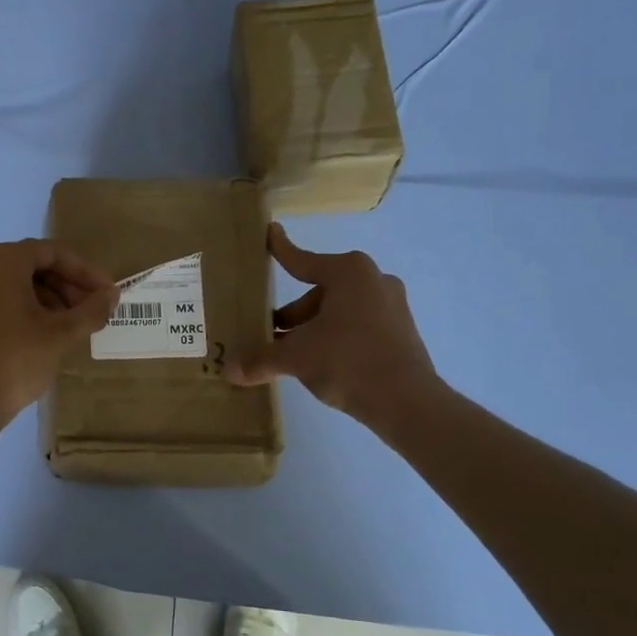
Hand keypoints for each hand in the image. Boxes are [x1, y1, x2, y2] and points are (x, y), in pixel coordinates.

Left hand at [0, 240, 117, 438]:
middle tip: (94, 311)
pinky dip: (30, 309)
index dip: (86, 272)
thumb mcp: (61, 334)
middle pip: (36, 265)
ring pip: (20, 283)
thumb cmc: (15, 359)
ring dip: (52, 299)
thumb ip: (92, 310)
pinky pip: (4, 298)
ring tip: (76, 326)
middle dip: (69, 286)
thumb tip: (112, 295)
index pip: (54, 253)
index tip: (108, 294)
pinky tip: (49, 334)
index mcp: (3, 260)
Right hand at [228, 224, 440, 431]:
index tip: (270, 233)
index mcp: (348, 272)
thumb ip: (261, 359)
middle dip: (292, 314)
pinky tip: (320, 363)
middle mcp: (373, 280)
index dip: (280, 250)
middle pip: (319, 292)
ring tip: (290, 354)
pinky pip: (357, 325)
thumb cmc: (348, 362)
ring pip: (338, 311)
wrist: (408, 402)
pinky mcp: (400, 331)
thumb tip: (229, 370)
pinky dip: (335, 337)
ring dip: (312, 328)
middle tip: (269, 332)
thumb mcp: (297, 358)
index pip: (302, 260)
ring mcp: (391, 305)